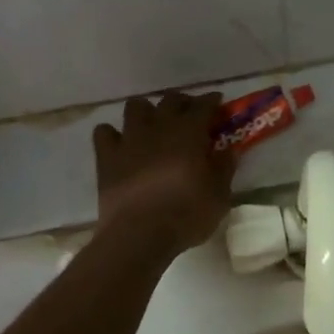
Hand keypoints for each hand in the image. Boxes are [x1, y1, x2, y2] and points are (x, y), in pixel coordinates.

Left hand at [92, 93, 234, 254]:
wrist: (140, 234)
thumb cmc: (187, 215)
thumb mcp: (220, 195)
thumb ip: (224, 168)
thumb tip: (228, 150)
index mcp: (189, 133)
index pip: (203, 105)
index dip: (212, 101)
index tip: (218, 103)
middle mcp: (159, 127)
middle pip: (170, 99)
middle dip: (182, 102)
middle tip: (189, 115)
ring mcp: (129, 139)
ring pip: (135, 106)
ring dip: (147, 112)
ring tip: (153, 126)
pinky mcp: (107, 156)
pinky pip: (104, 132)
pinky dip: (112, 134)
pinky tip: (120, 144)